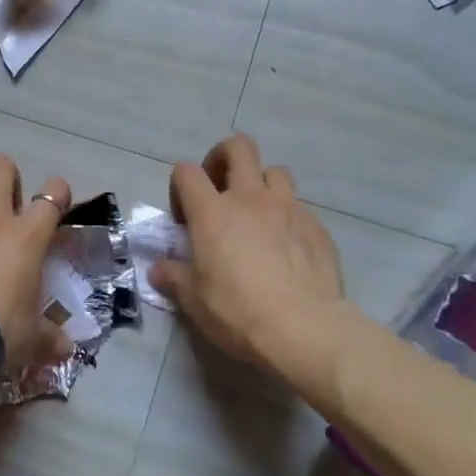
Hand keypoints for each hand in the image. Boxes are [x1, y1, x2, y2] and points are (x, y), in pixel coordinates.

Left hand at [0, 155, 72, 372]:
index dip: (56, 192)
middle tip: (4, 199)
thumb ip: (50, 337)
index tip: (54, 202)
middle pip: (0, 169)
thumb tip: (67, 350)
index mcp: (27, 237)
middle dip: (4, 175)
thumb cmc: (0, 335)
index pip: (52, 195)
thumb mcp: (32, 339)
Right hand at [151, 134, 345, 370]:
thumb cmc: (238, 311)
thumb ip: (174, 278)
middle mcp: (250, 198)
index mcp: (212, 212)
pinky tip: (288, 248)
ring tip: (258, 215)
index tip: (184, 217)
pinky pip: (300, 208)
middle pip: (238, 147)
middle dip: (224, 157)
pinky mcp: (317, 227)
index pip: (187, 171)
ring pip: (276, 171)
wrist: (304, 328)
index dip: (180, 186)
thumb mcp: (194, 301)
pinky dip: (289, 219)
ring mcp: (288, 208)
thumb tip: (158, 270)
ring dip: (263, 185)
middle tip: (220, 187)